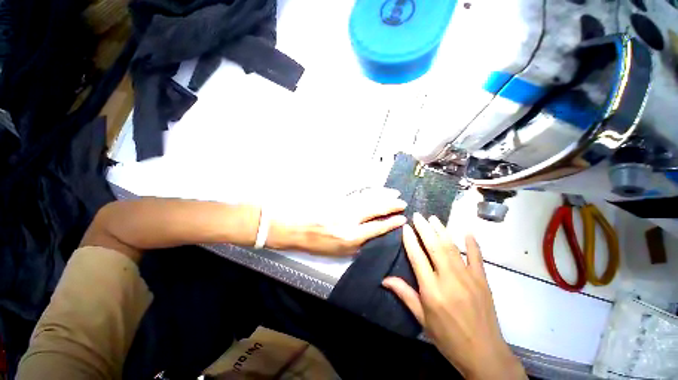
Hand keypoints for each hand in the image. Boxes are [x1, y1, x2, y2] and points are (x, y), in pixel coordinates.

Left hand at [268, 188, 406, 255]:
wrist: (296, 228)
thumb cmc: (316, 243)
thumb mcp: (338, 252)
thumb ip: (357, 245)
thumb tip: (372, 238)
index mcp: (351, 236)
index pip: (377, 227)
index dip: (391, 223)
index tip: (402, 219)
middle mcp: (350, 220)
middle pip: (376, 210)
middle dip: (391, 206)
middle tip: (402, 203)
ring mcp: (344, 206)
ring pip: (369, 199)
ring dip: (383, 196)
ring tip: (394, 194)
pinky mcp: (338, 198)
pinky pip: (358, 194)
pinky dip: (369, 191)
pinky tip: (376, 190)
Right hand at [382, 213, 525, 379]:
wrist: (484, 354)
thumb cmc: (447, 338)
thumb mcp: (422, 319)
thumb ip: (404, 294)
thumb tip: (384, 279)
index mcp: (432, 290)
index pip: (417, 257)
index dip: (410, 240)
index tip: (406, 227)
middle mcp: (449, 279)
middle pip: (434, 247)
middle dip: (424, 228)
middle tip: (418, 215)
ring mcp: (468, 278)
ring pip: (452, 247)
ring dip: (442, 230)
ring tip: (433, 218)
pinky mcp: (483, 280)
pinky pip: (477, 257)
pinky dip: (472, 242)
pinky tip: (467, 230)